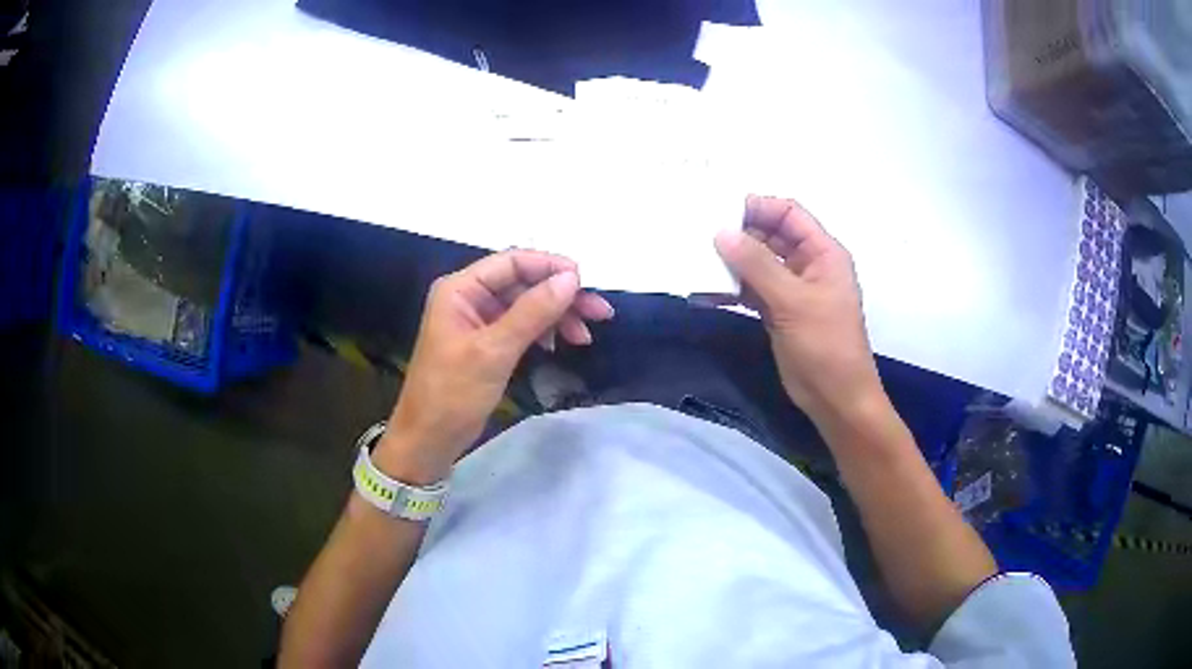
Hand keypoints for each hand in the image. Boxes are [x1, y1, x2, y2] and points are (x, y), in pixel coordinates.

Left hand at [376, 250, 613, 483]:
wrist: (429, 440)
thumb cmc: (453, 393)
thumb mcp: (494, 351)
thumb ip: (533, 311)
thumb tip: (571, 278)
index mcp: (460, 289)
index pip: (511, 262)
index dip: (550, 266)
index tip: (586, 281)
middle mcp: (469, 297)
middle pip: (522, 283)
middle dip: (560, 295)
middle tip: (599, 312)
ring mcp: (478, 321)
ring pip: (525, 305)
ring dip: (556, 315)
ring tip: (585, 335)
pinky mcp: (486, 343)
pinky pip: (520, 326)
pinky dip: (543, 332)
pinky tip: (560, 344)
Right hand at [714, 196, 882, 424]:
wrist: (835, 398)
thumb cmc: (825, 345)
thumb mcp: (792, 301)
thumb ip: (757, 265)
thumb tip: (721, 232)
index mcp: (823, 253)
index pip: (789, 214)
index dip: (759, 207)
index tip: (720, 211)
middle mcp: (808, 264)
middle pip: (771, 235)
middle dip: (739, 233)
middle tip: (700, 233)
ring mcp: (792, 289)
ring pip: (759, 263)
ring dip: (732, 261)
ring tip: (696, 259)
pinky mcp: (778, 311)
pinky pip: (752, 289)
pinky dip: (732, 289)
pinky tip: (705, 291)